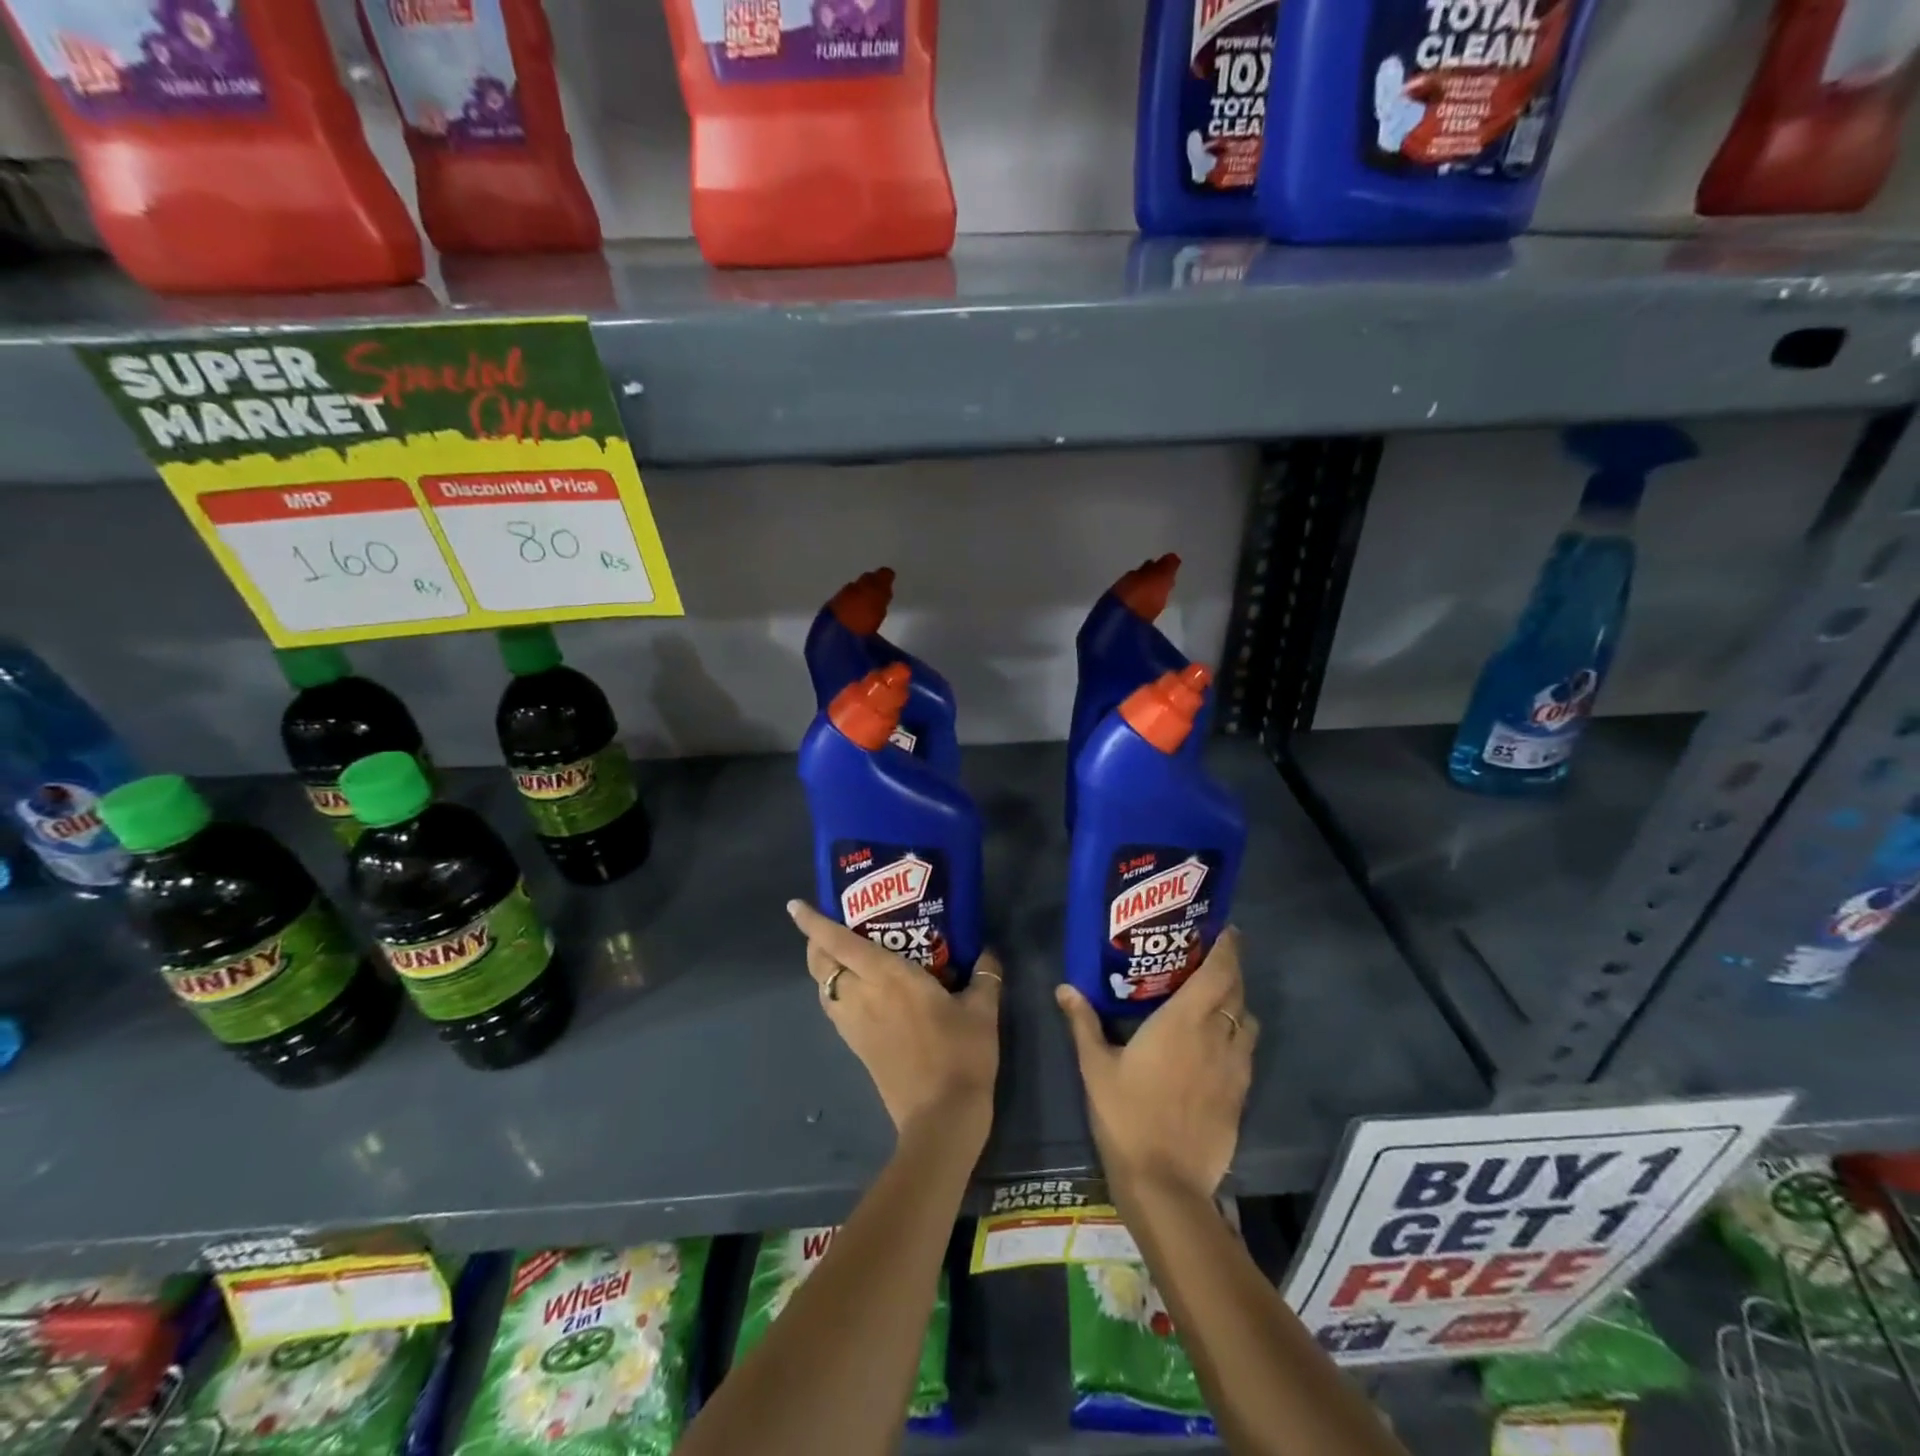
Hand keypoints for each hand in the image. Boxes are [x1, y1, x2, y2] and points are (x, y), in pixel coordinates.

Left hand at [788, 900, 1001, 1148]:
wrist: (941, 1117)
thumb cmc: (960, 1055)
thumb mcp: (982, 1011)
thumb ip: (985, 976)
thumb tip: (989, 952)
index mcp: (887, 976)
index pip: (839, 941)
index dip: (813, 922)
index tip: (796, 906)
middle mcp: (862, 995)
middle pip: (821, 963)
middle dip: (815, 941)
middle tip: (831, 925)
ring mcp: (855, 1025)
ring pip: (823, 988)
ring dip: (824, 968)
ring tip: (843, 954)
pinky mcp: (857, 1048)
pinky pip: (835, 1009)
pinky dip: (835, 992)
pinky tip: (858, 992)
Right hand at [1056, 929, 1257, 1201]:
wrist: (1165, 1183)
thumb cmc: (1126, 1115)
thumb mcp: (1095, 1066)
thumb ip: (1083, 1023)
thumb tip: (1065, 988)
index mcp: (1184, 1021)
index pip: (1218, 972)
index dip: (1227, 948)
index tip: (1225, 930)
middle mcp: (1217, 1036)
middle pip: (1237, 992)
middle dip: (1231, 969)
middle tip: (1212, 957)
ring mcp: (1234, 1068)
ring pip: (1247, 1021)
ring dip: (1237, 1003)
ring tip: (1217, 999)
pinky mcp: (1241, 1095)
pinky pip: (1247, 1051)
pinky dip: (1238, 1036)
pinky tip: (1218, 1044)